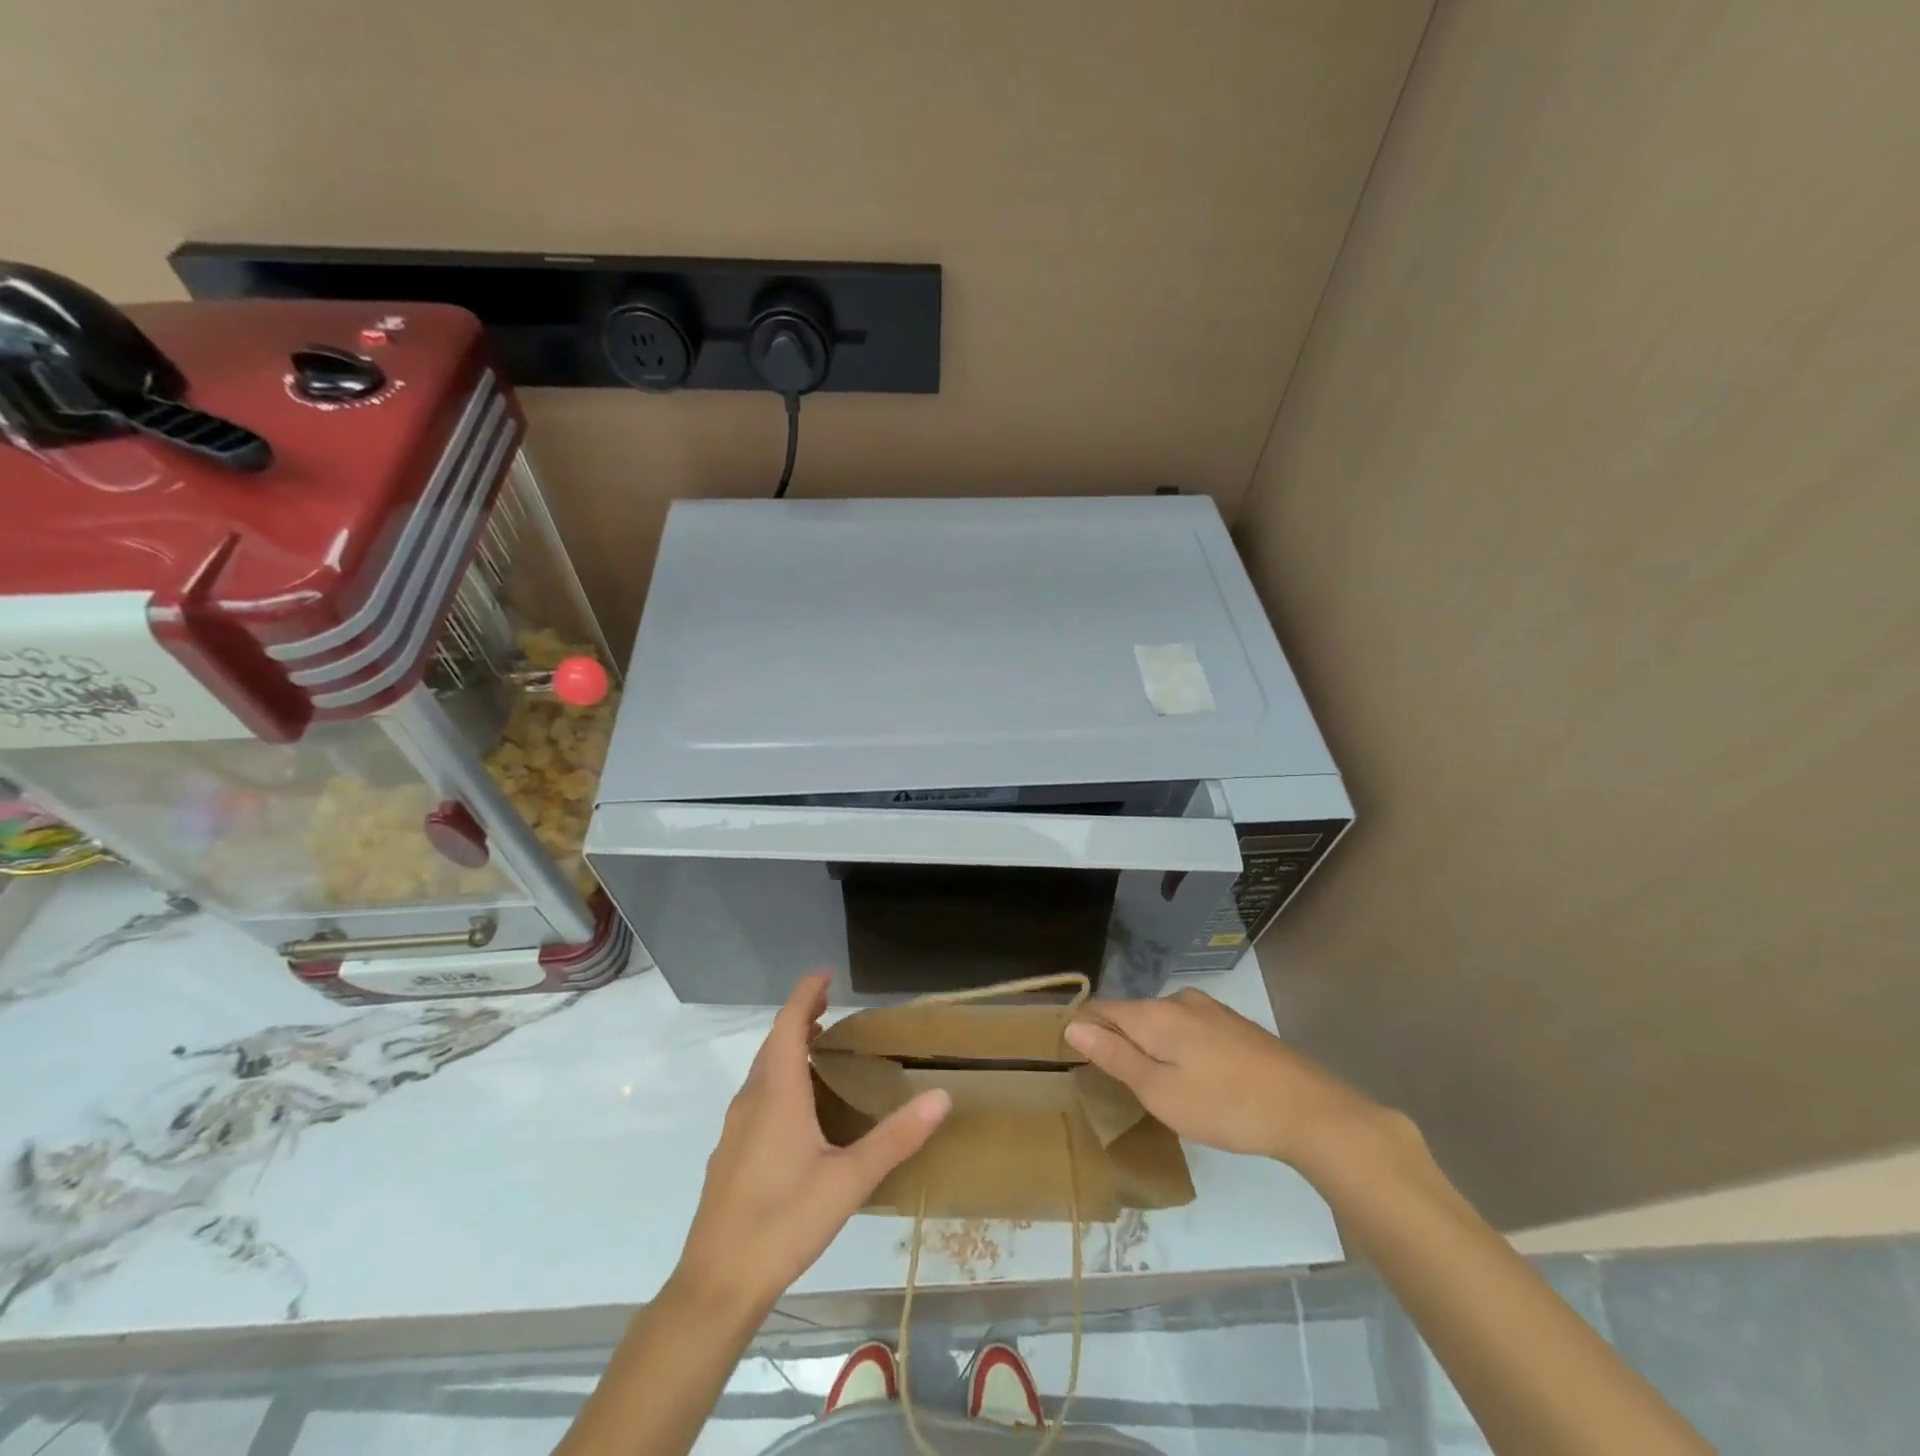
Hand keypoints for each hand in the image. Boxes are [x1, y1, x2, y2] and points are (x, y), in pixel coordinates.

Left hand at [674, 973, 950, 1319]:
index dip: (806, 992)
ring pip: (763, 1069)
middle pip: (774, 1041)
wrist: (716, 1284)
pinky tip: (799, 1106)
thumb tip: (941, 1096)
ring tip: (821, 1044)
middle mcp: (752, 1099)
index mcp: (777, 1093)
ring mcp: (735, 1127)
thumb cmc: (783, 1223)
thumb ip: (896, 1138)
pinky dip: (780, 1076)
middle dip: (801, 1015)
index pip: (789, 1023)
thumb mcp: (849, 1181)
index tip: (827, 973)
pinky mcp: (730, 1152)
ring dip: (789, 1046)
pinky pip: (758, 1094)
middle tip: (832, 1003)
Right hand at [1064, 988, 1390, 1172]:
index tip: (1077, 1059)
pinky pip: (1190, 1029)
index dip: (1084, 1028)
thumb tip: (1073, 1026)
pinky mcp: (1235, 1025)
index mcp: (1155, 1015)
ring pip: (1163, 1023)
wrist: (1306, 1109)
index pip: (1102, 1009)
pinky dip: (1179, 1049)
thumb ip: (1115, 1057)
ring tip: (1158, 1087)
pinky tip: (1195, 1079)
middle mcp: (1179, 1001)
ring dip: (1152, 1047)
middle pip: (1133, 1014)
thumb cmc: (1223, 1106)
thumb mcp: (1159, 1092)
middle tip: (1120, 1086)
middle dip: (1119, 1041)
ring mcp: (1211, 1010)